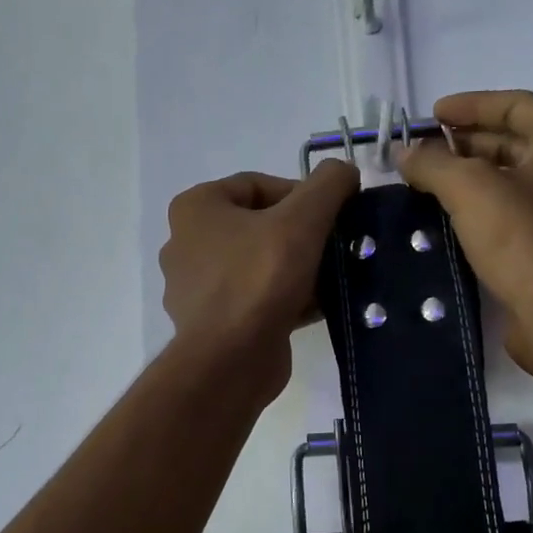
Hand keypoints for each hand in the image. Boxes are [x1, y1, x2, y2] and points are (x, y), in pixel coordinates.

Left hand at [160, 161, 360, 395]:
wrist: (232, 360)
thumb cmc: (259, 279)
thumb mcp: (302, 219)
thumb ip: (328, 185)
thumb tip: (345, 171)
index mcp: (195, 209)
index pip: (257, 185)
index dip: (301, 195)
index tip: (333, 216)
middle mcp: (187, 244)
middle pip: (259, 227)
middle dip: (301, 236)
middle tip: (335, 247)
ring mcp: (197, 288)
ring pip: (259, 266)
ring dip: (297, 269)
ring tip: (332, 277)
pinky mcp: (213, 324)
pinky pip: (256, 299)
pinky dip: (285, 299)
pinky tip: (318, 307)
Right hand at [399, 90, 532, 378]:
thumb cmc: (523, 238)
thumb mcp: (470, 189)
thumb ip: (433, 163)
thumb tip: (404, 152)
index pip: (513, 105)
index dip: (469, 105)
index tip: (429, 116)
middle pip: (510, 142)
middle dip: (462, 145)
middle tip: (419, 154)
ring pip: (505, 182)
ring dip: (465, 180)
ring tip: (422, 185)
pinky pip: (504, 216)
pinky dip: (474, 212)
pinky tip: (442, 221)